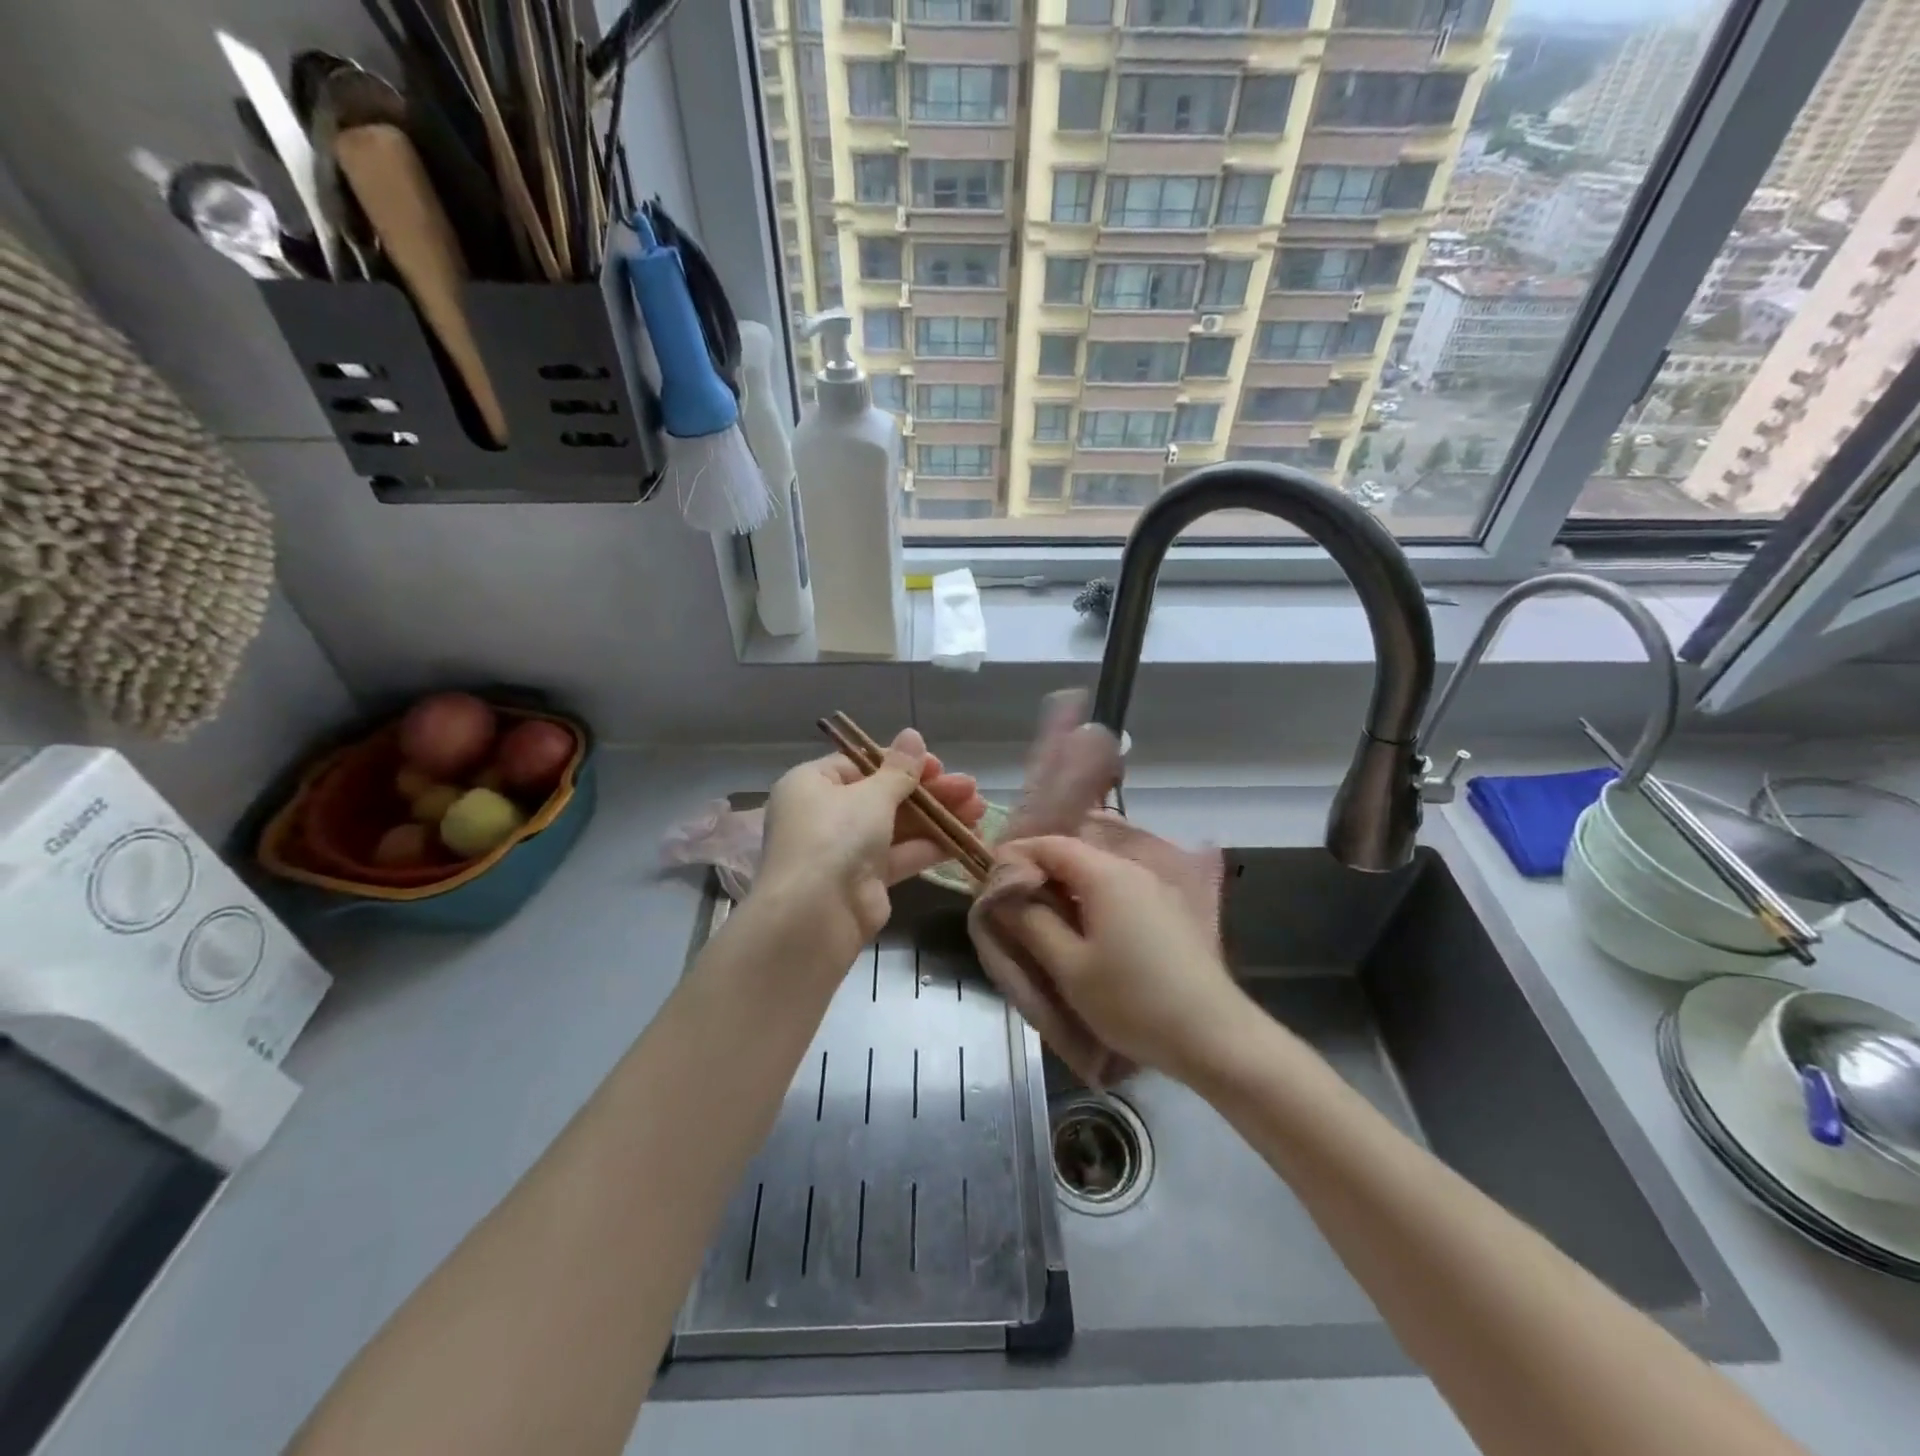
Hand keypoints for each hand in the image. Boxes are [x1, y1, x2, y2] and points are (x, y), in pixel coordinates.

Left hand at [755, 729, 985, 967]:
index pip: (861, 763)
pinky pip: (902, 855)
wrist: (816, 915)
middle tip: (971, 787)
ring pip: (898, 826)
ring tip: (979, 809)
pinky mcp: (866, 880)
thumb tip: (912, 735)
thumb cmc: (835, 837)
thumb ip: (899, 769)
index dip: (901, 763)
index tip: (938, 766)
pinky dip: (932, 846)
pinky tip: (968, 838)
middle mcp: (826, 814)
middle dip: (930, 791)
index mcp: (813, 784)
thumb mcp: (871, 796)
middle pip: (884, 795)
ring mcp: (846, 849)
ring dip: (938, 817)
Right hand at [993, 836, 1248, 1081]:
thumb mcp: (1069, 967)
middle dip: (1039, 875)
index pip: (1049, 844)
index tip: (989, 883)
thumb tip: (1004, 894)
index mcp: (1105, 874)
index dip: (1015, 856)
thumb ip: (1031, 923)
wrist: (1214, 1037)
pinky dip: (1092, 903)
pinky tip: (1084, 934)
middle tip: (1011, 909)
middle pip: (1074, 855)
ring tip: (1042, 925)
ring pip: (1097, 874)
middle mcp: (1132, 869)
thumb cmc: (1133, 1001)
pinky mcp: (1169, 911)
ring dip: (1065, 891)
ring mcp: (1155, 888)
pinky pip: (1118, 892)